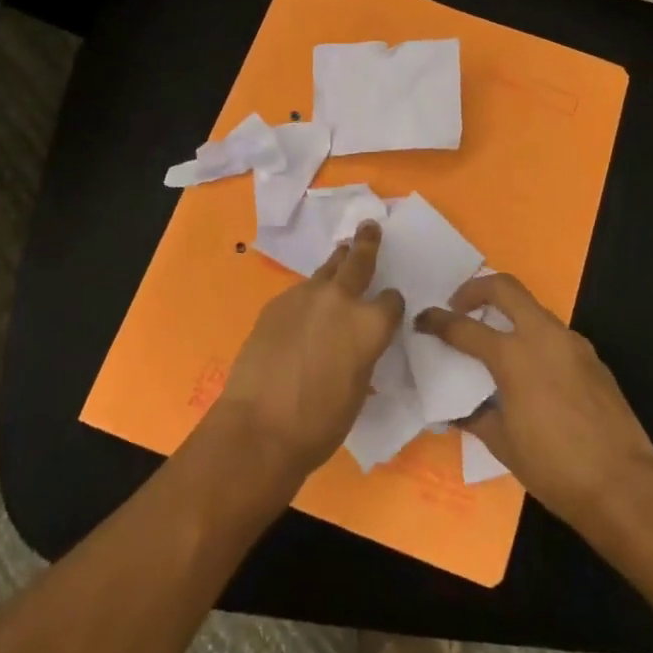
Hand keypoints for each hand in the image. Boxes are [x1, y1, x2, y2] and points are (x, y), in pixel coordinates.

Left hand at [213, 222, 403, 479]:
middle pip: (358, 260)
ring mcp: (305, 296)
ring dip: (335, 265)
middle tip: (369, 227)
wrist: (260, 426)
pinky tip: (302, 313)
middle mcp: (340, 300)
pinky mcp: (276, 303)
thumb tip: (356, 346)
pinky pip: (300, 292)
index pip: (392, 301)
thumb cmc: (320, 422)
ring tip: (340, 256)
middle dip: (367, 243)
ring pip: (326, 270)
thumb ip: (362, 354)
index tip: (389, 309)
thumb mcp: (358, 389)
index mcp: (370, 325)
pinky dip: (308, 296)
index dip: (391, 305)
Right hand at [415, 274, 652, 534]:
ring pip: (533, 307)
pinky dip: (533, 336)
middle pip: (504, 287)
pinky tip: (529, 368)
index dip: (437, 321)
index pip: (464, 327)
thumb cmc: (555, 468)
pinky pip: (554, 333)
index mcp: (513, 356)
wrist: (625, 486)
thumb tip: (458, 410)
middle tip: (459, 306)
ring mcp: (571, 343)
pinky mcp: (591, 358)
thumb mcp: (503, 444)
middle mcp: (542, 336)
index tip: (422, 320)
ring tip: (493, 337)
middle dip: (475, 289)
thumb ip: (476, 416)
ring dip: (508, 311)